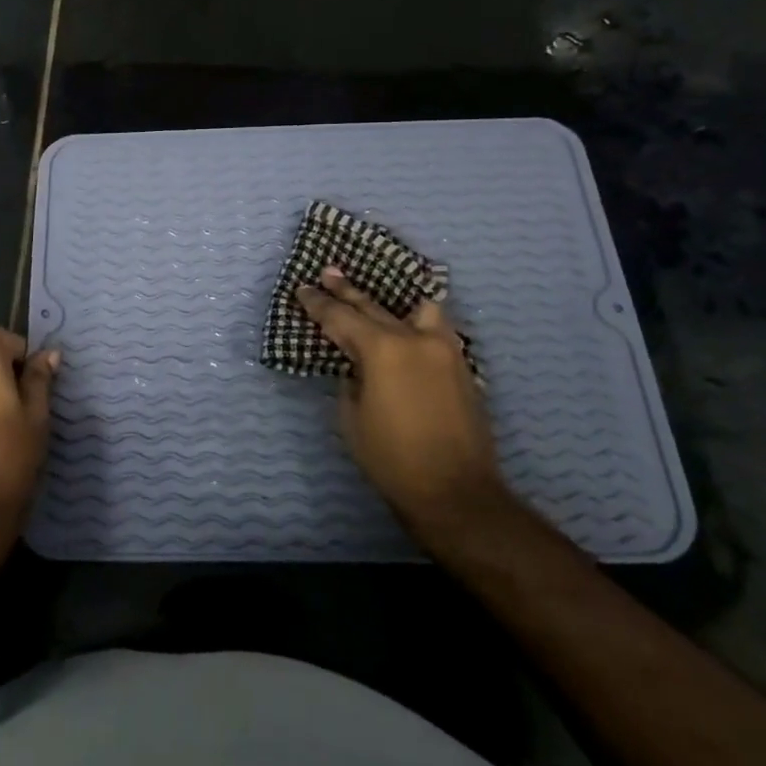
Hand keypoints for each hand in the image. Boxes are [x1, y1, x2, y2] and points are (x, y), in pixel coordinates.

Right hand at [295, 265, 506, 535]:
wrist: (456, 493)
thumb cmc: (392, 458)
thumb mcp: (352, 417)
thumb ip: (351, 379)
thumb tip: (357, 364)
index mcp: (383, 349)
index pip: (341, 317)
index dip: (318, 303)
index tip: (303, 288)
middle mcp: (415, 339)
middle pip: (374, 306)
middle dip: (347, 292)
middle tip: (329, 272)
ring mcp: (445, 349)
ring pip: (417, 308)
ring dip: (393, 301)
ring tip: (379, 295)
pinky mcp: (462, 366)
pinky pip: (436, 329)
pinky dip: (418, 321)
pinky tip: (407, 326)